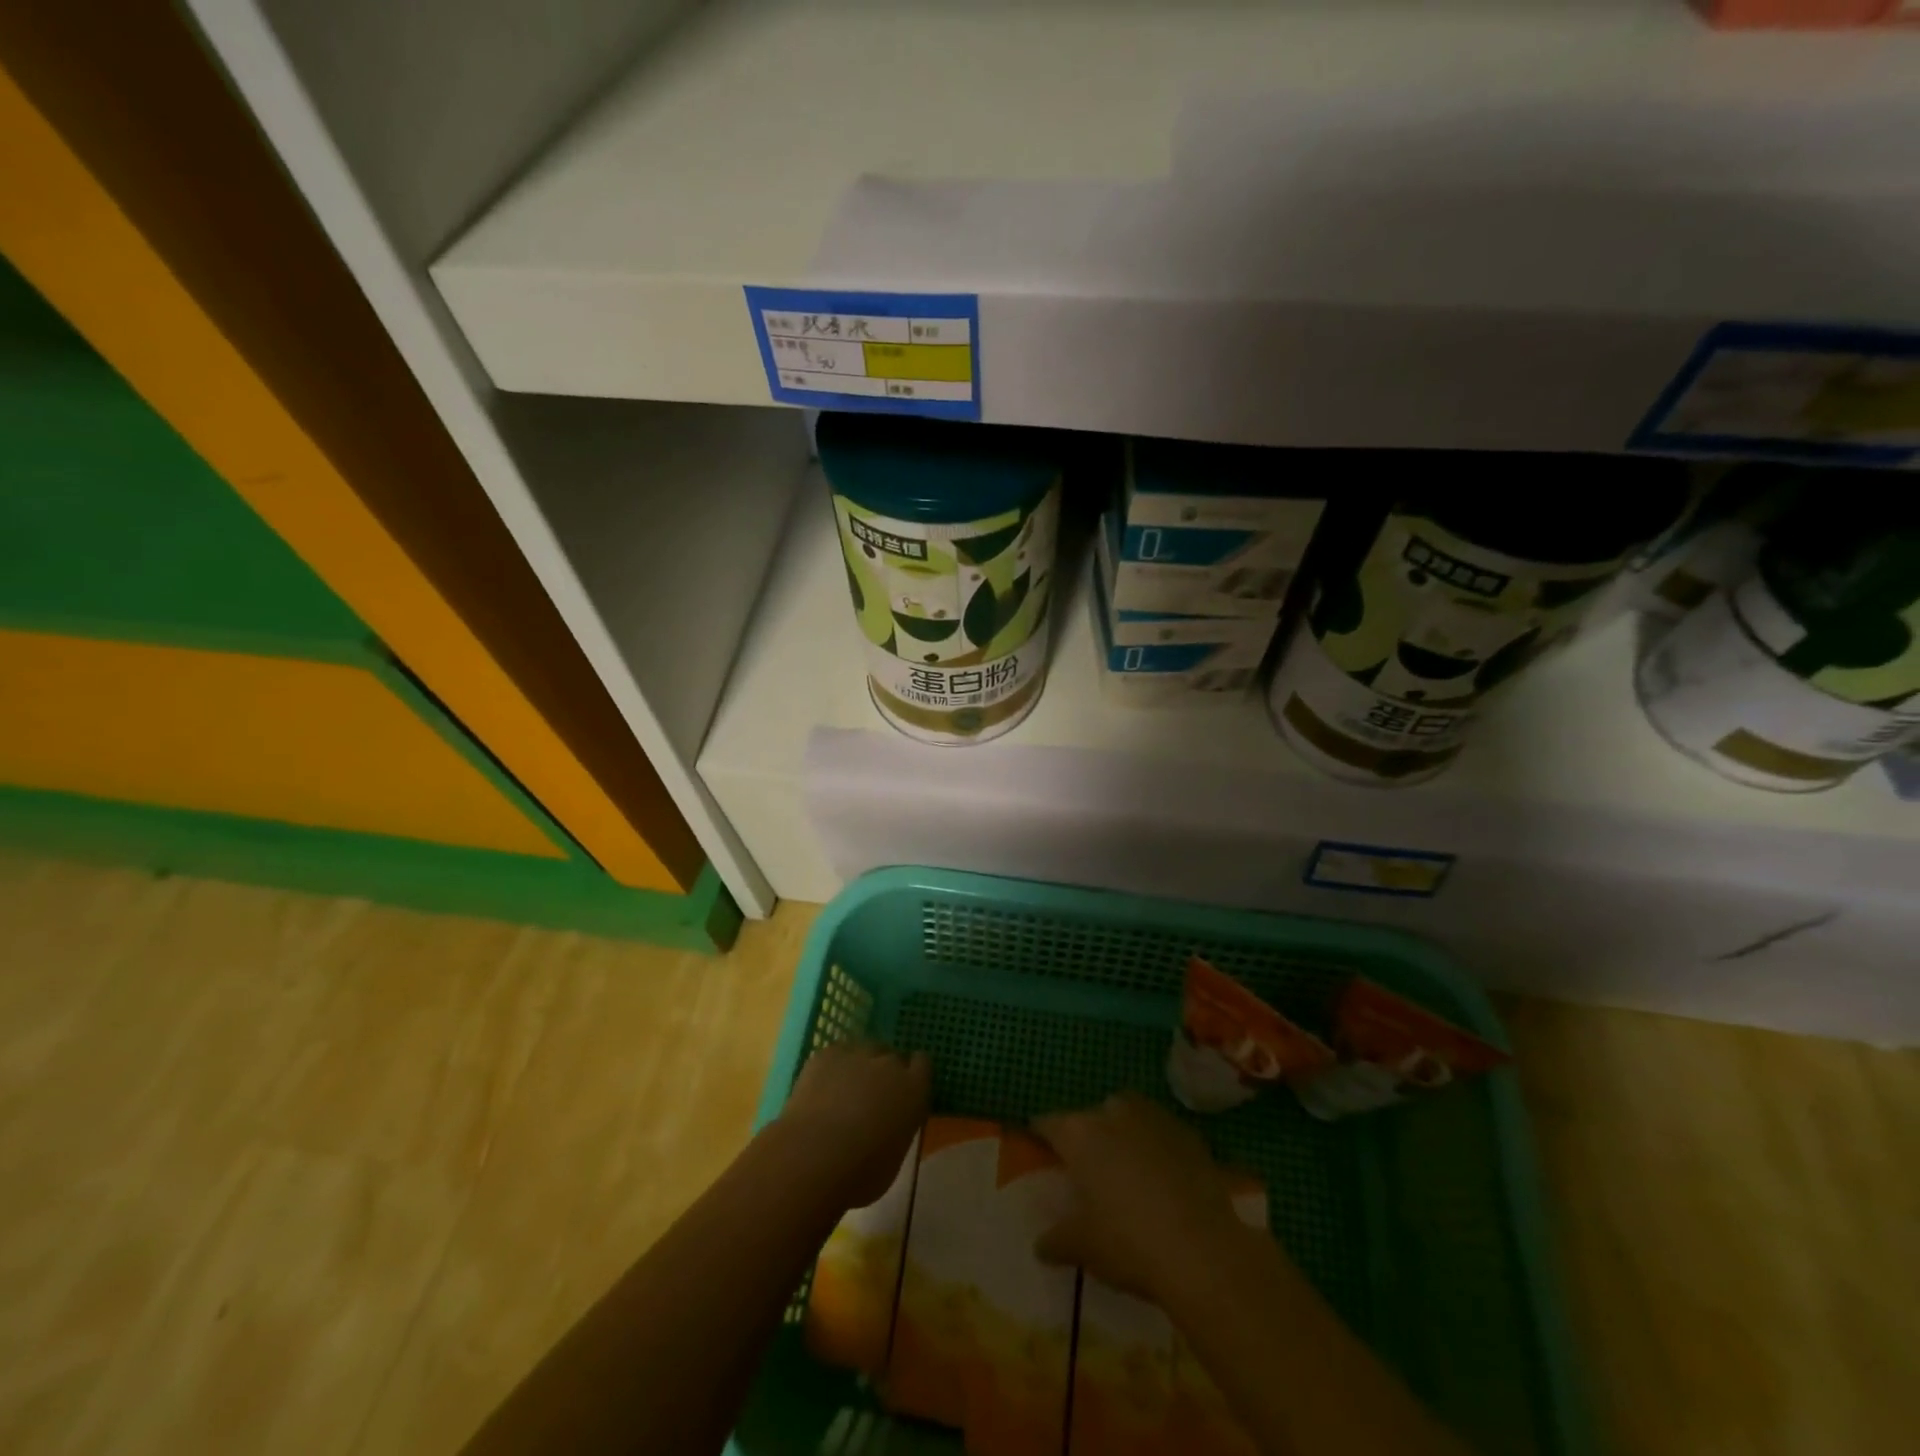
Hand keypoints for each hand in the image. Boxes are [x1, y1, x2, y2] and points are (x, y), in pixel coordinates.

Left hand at [777, 1039, 930, 1208]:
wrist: (814, 1156)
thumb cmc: (861, 1173)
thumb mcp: (895, 1157)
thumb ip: (897, 1129)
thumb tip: (888, 1125)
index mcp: (914, 1090)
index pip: (922, 1064)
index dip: (912, 1074)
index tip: (903, 1089)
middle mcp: (890, 1064)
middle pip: (891, 1056)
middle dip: (884, 1072)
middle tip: (871, 1097)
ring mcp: (857, 1054)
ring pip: (863, 1051)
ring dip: (859, 1066)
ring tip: (843, 1091)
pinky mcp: (827, 1054)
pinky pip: (836, 1055)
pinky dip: (832, 1068)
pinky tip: (821, 1089)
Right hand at [1032, 1092, 1253, 1303]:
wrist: (1202, 1251)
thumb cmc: (1129, 1243)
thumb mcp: (1084, 1247)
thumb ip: (1058, 1240)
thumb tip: (1040, 1245)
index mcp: (1080, 1134)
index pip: (1048, 1123)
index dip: (1041, 1135)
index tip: (1040, 1148)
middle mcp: (1113, 1114)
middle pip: (1091, 1117)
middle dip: (1087, 1136)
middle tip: (1088, 1169)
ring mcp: (1153, 1118)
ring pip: (1128, 1114)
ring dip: (1123, 1132)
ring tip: (1127, 1167)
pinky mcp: (1187, 1133)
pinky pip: (1161, 1132)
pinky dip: (1156, 1146)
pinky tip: (1162, 1176)